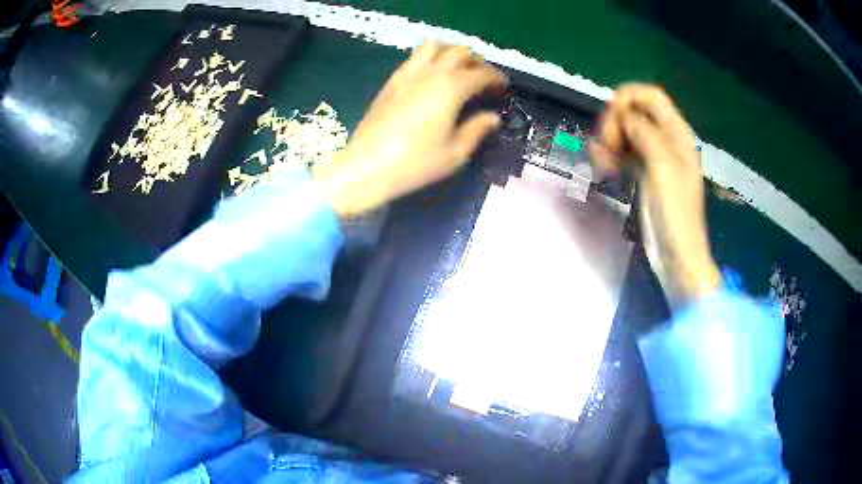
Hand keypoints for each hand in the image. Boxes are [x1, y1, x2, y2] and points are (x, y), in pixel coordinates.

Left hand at [314, 41, 507, 218]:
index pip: (481, 74)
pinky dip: (430, 58)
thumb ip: (477, 130)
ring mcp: (407, 74)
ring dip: (451, 52)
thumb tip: (493, 117)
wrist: (366, 167)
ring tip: (458, 69)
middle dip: (477, 62)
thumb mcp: (455, 153)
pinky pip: (414, 57)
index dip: (496, 78)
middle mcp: (430, 73)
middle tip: (484, 79)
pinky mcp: (391, 81)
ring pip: (434, 46)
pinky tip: (432, 76)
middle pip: (460, 52)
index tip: (503, 88)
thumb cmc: (415, 163)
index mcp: (450, 88)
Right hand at [592, 83, 721, 306]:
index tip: (610, 118)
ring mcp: (655, 157)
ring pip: (627, 131)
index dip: (627, 98)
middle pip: (635, 111)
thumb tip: (624, 115)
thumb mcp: (663, 166)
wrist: (677, 255)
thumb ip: (645, 132)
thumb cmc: (675, 213)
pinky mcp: (645, 174)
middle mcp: (667, 140)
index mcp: (677, 134)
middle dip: (614, 122)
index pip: (650, 95)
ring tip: (601, 162)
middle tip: (605, 147)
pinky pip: (625, 152)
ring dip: (609, 139)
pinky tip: (605, 168)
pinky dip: (612, 154)